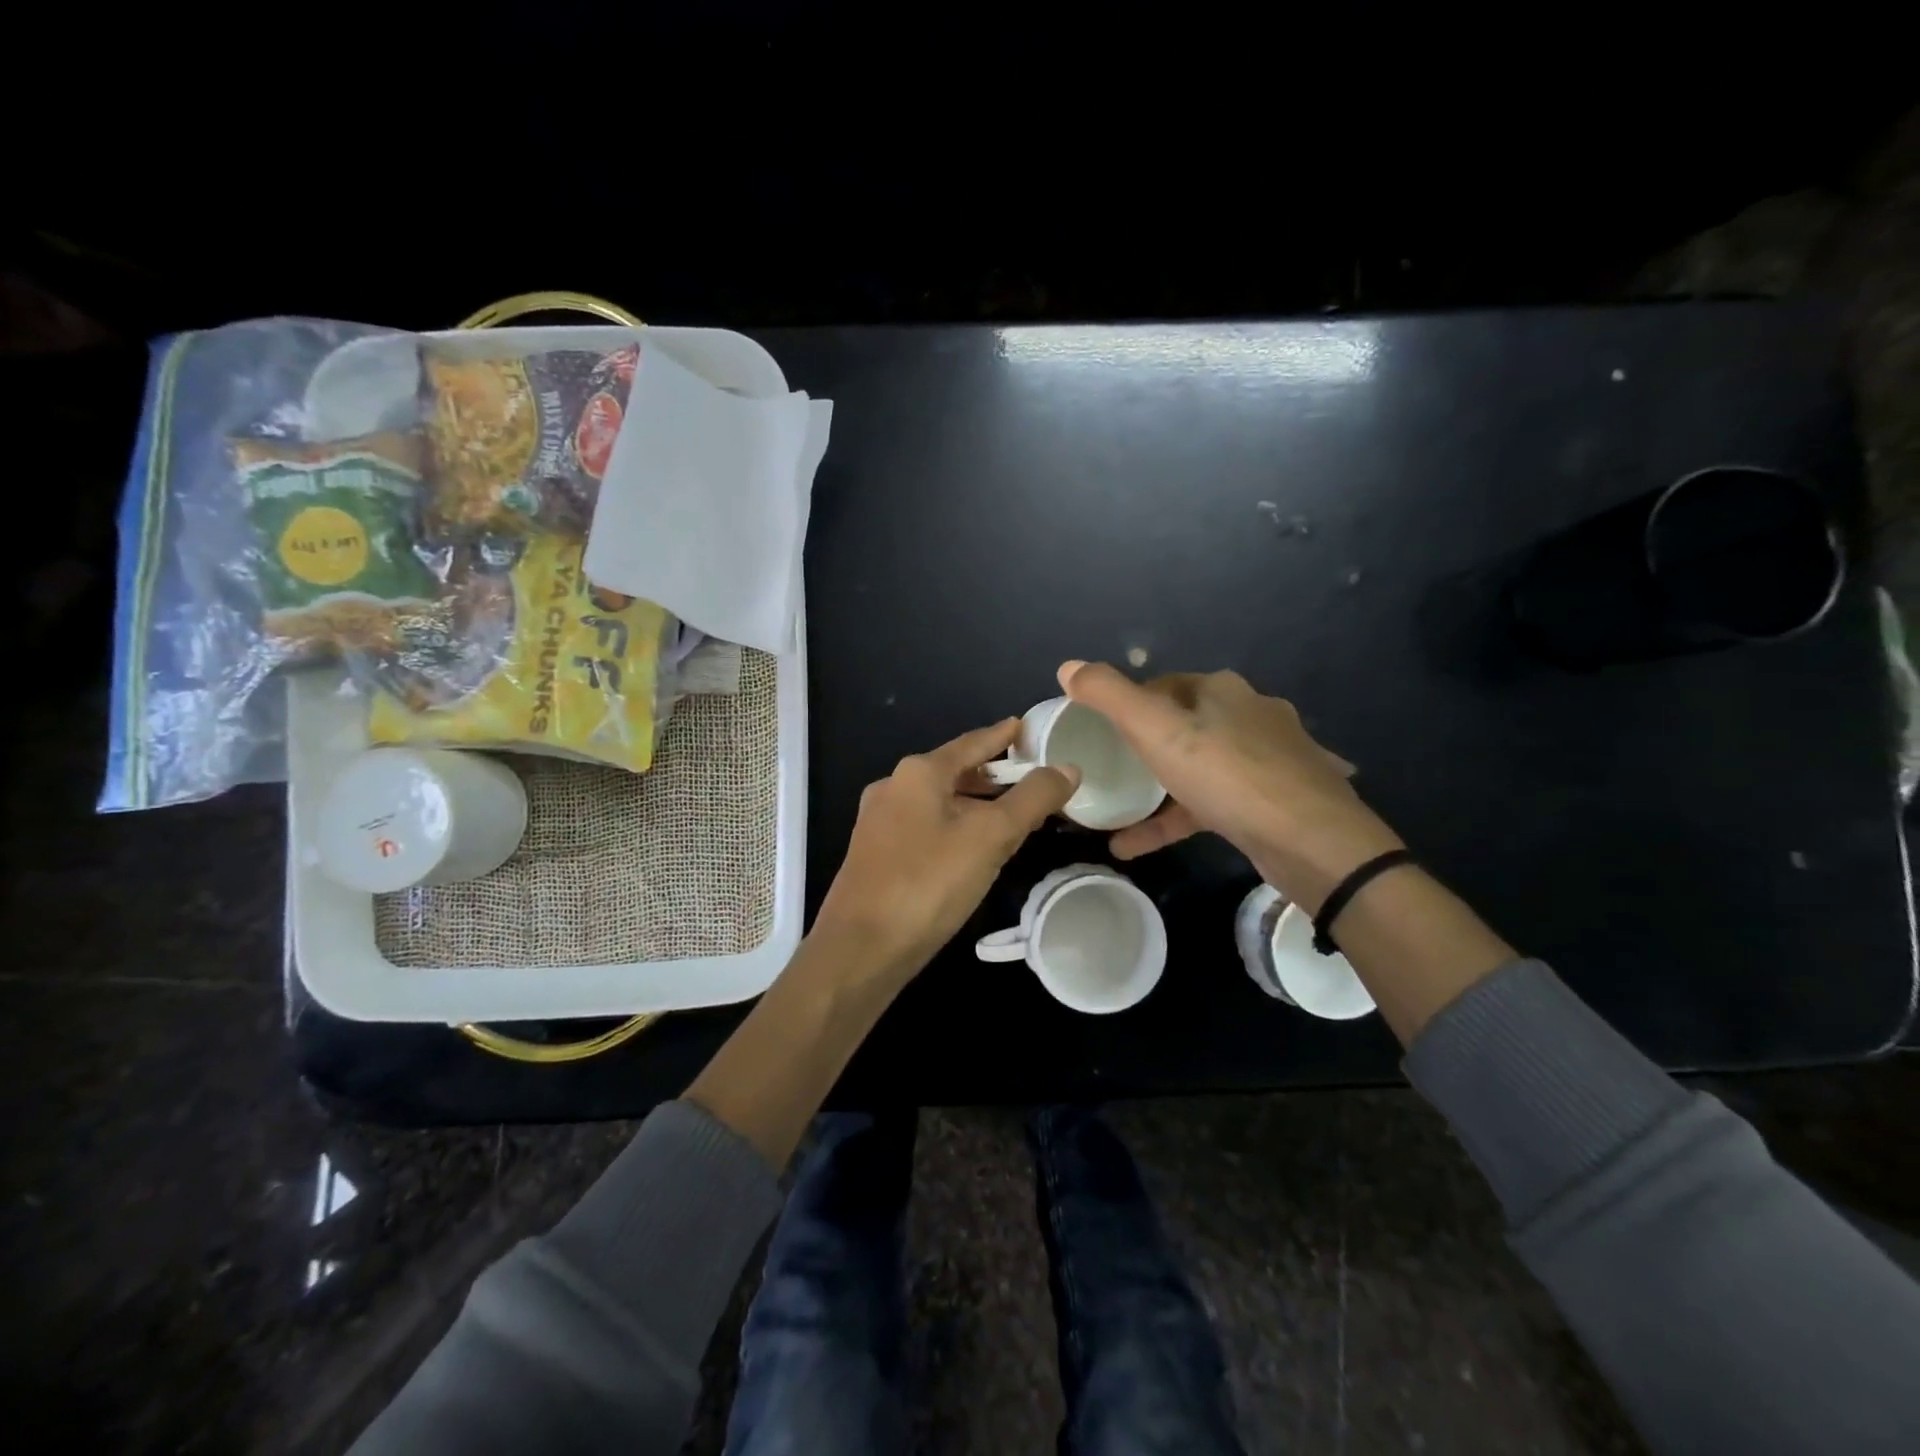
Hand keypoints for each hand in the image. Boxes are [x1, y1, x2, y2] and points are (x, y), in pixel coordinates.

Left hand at [811, 719, 1079, 986]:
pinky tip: (972, 850)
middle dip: (992, 775)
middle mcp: (893, 787)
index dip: (1003, 735)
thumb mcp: (990, 837)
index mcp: (918, 773)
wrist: (860, 949)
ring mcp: (879, 821)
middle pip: (954, 771)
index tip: (1027, 728)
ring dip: (974, 804)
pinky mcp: (876, 854)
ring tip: (1009, 817)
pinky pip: (925, 826)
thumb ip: (1032, 799)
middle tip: (1030, 781)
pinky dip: (954, 827)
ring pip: (939, 802)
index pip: (972, 742)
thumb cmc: (928, 883)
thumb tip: (1067, 768)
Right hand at [1058, 661, 1402, 911]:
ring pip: (1200, 766)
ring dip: (1159, 790)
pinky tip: (1142, 844)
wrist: (1312, 841)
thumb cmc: (1226, 775)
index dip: (1127, 705)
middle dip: (1145, 746)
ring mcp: (1269, 757)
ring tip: (1118, 814)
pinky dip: (1179, 817)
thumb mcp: (1156, 730)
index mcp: (1221, 690)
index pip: (1162, 685)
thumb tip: (1067, 665)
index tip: (1098, 733)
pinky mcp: (1277, 798)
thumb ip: (1108, 696)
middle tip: (1108, 771)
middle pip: (1183, 724)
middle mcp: (1249, 713)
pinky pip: (1216, 802)